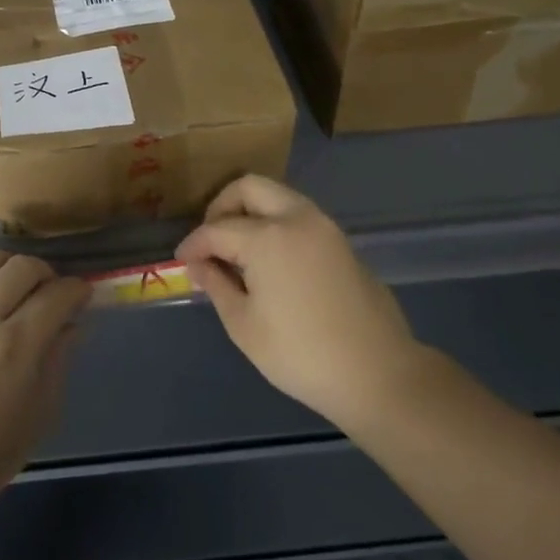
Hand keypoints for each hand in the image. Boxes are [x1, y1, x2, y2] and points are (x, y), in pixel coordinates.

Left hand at [0, 250, 90, 511]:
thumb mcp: (40, 414)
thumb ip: (58, 361)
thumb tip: (72, 325)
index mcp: (17, 348)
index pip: (56, 295)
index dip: (77, 290)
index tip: (82, 295)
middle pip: (21, 267)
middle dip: (45, 273)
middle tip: (50, 292)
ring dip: (7, 266)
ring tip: (13, 286)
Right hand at [177, 175, 426, 435]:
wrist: (378, 373)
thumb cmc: (301, 354)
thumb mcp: (244, 325)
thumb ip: (216, 284)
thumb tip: (198, 264)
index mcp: (267, 236)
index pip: (217, 228)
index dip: (193, 244)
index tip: (181, 260)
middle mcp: (296, 218)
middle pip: (249, 187)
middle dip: (222, 206)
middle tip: (211, 240)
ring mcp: (324, 226)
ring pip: (277, 196)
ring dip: (251, 211)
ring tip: (237, 250)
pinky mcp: (341, 241)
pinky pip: (298, 215)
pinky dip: (275, 223)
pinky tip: (268, 259)